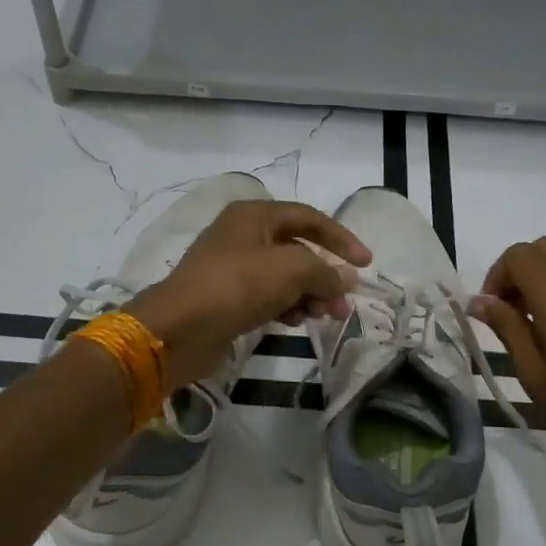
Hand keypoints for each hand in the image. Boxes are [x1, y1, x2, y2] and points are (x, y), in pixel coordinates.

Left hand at [127, 201, 370, 389]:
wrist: (178, 329)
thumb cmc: (236, 286)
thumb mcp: (290, 270)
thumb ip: (325, 272)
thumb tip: (346, 280)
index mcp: (254, 216)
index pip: (309, 217)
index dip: (341, 238)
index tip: (366, 264)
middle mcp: (242, 236)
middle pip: (297, 250)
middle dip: (324, 276)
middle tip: (343, 304)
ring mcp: (232, 268)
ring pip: (283, 277)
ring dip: (308, 294)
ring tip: (325, 317)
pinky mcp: (226, 298)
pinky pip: (266, 297)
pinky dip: (286, 306)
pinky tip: (296, 322)